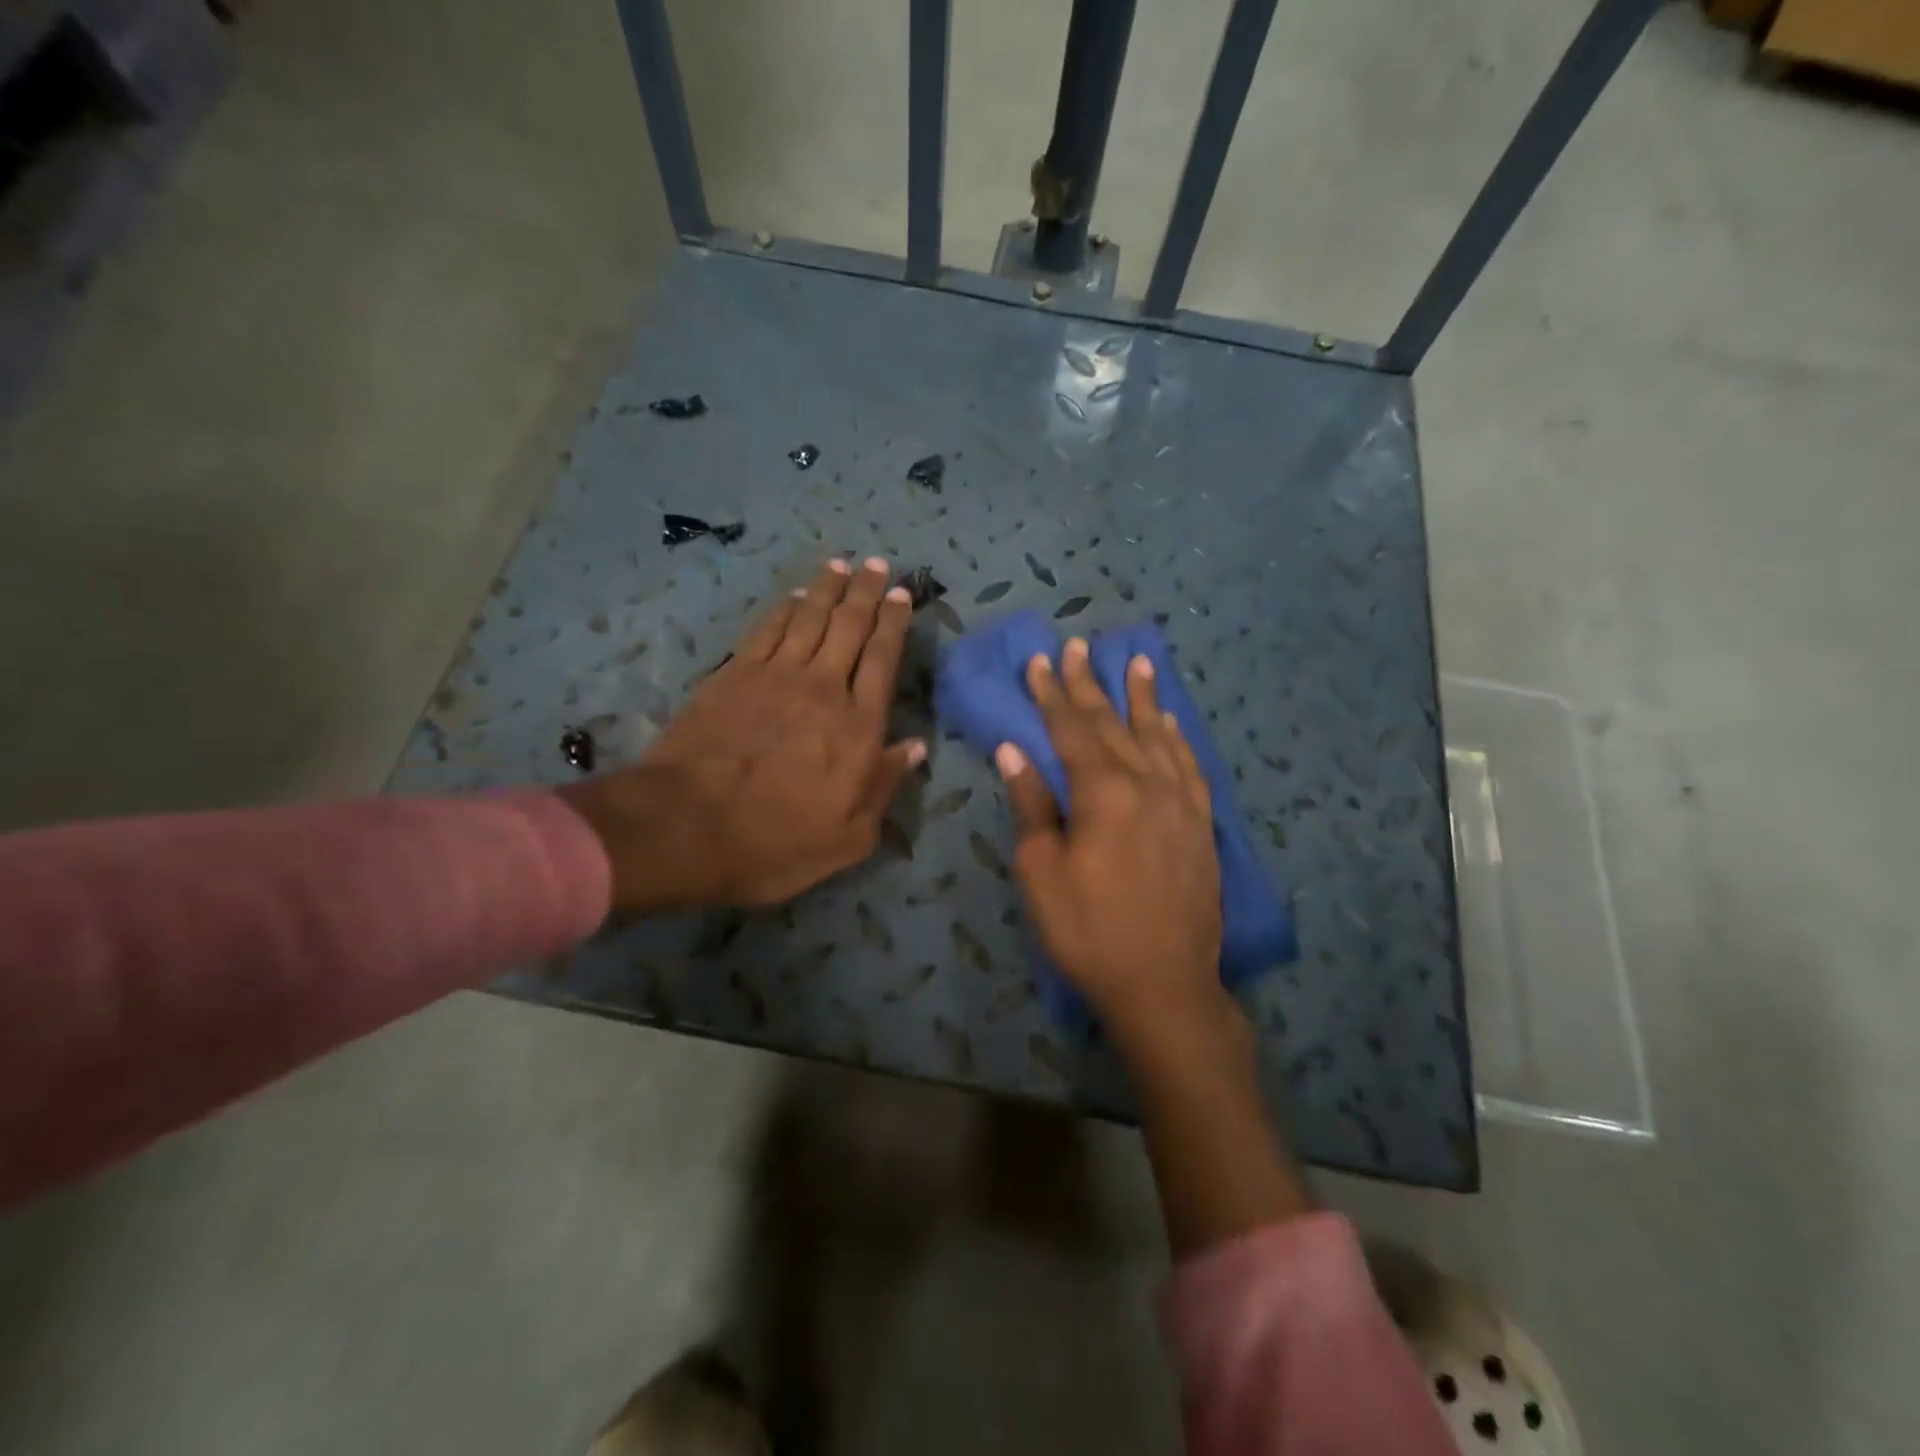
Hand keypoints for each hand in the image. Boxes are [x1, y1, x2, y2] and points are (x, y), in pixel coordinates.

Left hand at [561, 557, 924, 912]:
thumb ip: (884, 786)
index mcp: (858, 727)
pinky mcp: (734, 675)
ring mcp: (775, 676)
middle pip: (850, 627)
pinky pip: (768, 629)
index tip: (900, 594)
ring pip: (810, 618)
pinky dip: (784, 607)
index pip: (883, 660)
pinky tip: (794, 595)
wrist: (686, 827)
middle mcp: (823, 689)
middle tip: (876, 564)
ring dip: (828, 588)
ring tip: (842, 565)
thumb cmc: (776, 842)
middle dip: (866, 592)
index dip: (894, 624)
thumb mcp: (848, 837)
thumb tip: (915, 747)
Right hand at [997, 638, 1226, 1044]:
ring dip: (1143, 698)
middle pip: (1113, 724)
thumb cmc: (1089, 932)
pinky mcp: (1201, 824)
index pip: (1071, 730)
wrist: (1164, 985)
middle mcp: (1146, 784)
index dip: (1052, 694)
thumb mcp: (1042, 872)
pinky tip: (1171, 722)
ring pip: (1158, 736)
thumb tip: (1014, 751)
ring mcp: (1181, 802)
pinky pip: (1190, 766)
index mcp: (1103, 793)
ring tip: (1136, 662)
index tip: (1040, 660)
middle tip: (1078, 646)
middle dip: (1090, 685)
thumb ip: (1032, 806)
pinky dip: (1177, 738)